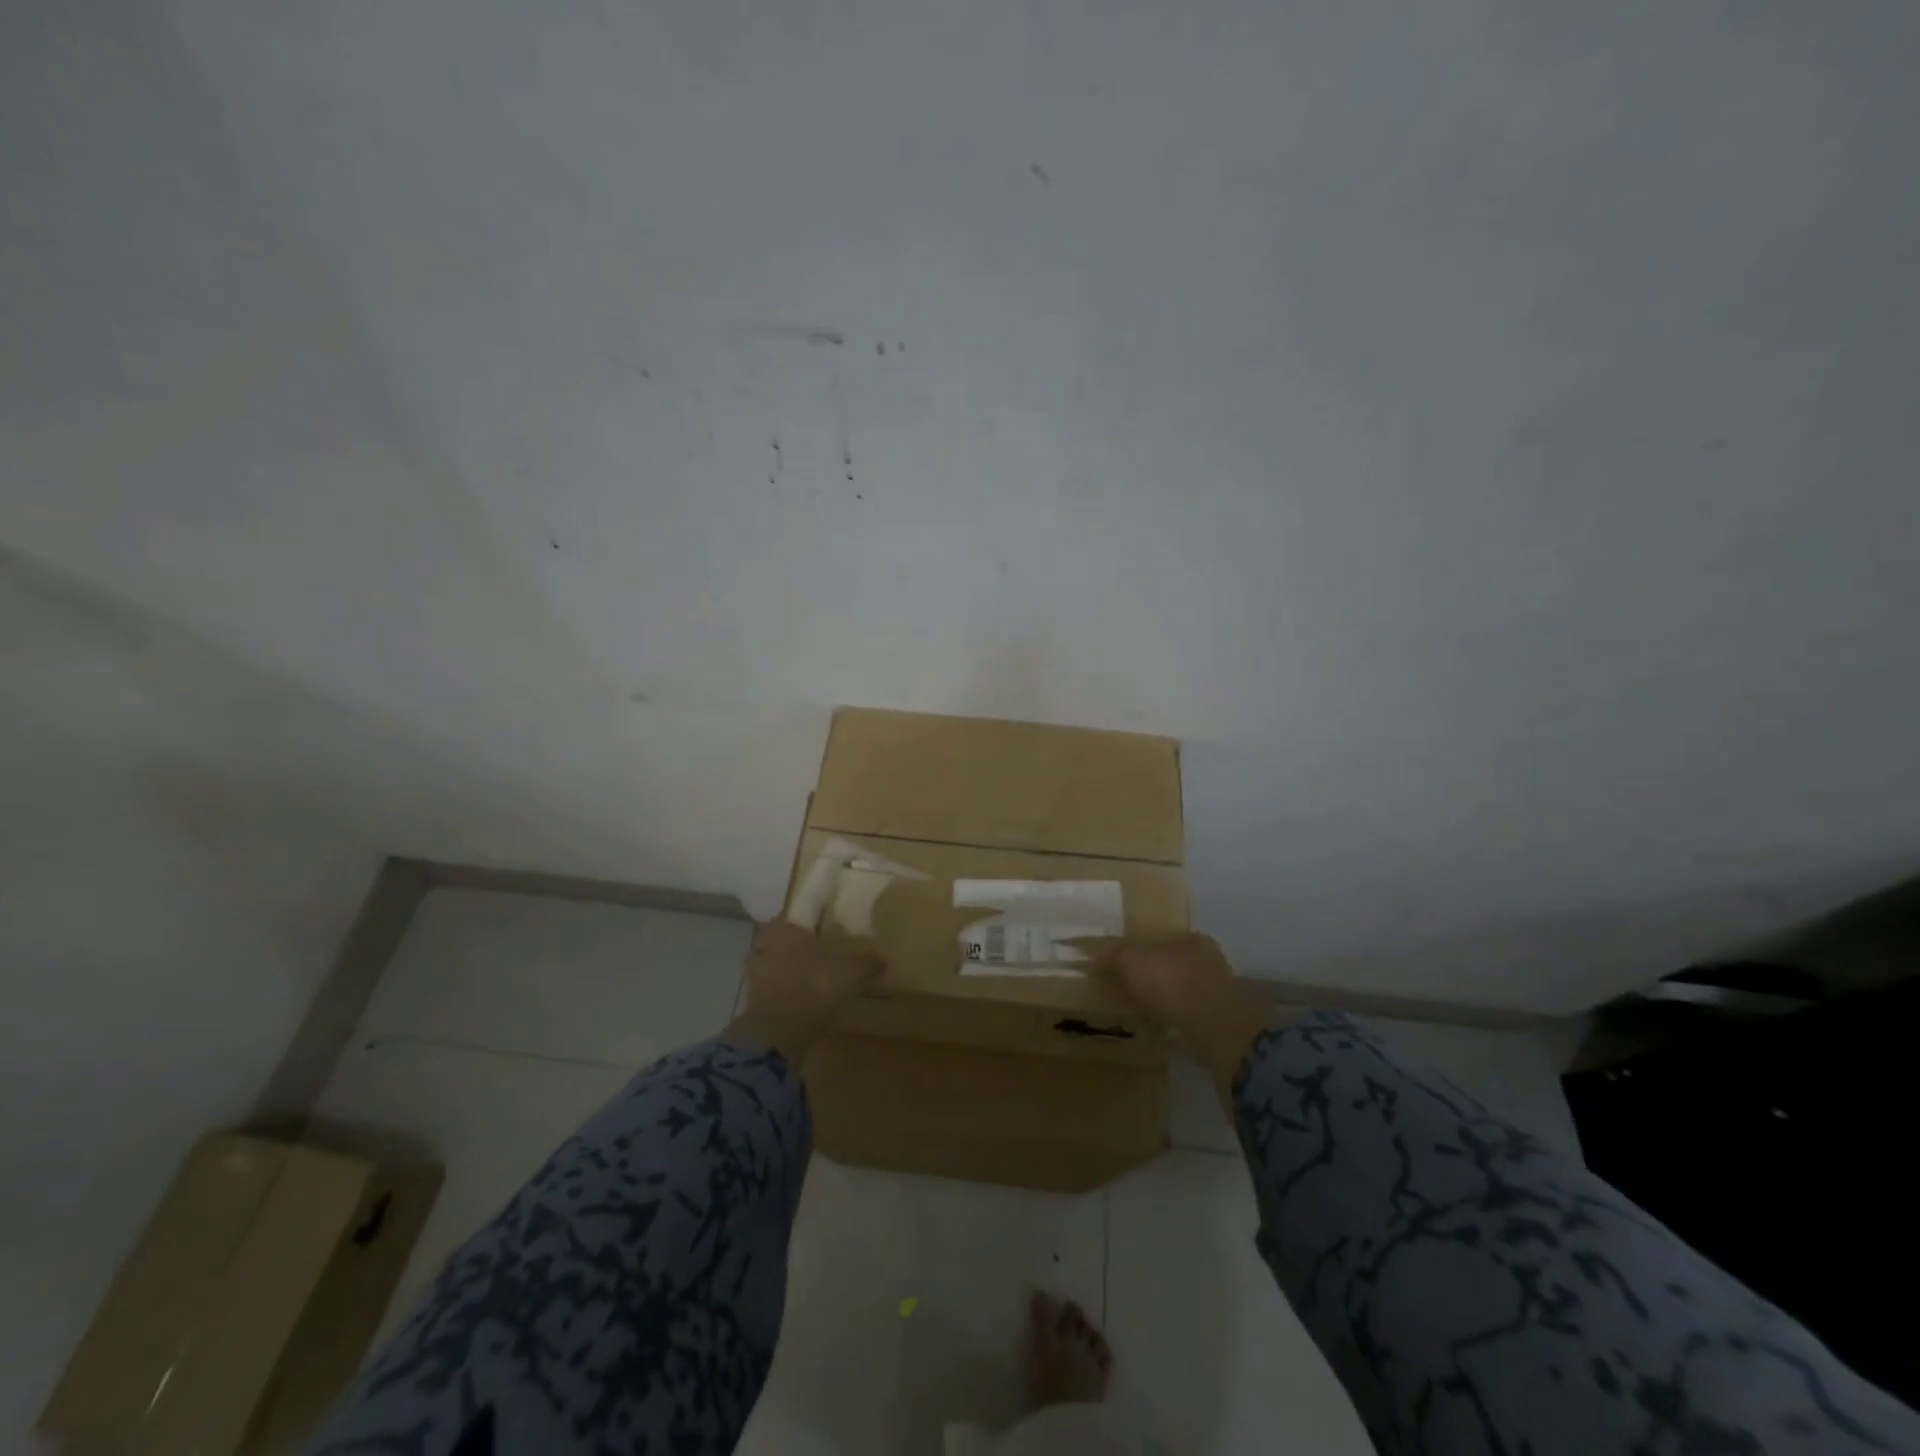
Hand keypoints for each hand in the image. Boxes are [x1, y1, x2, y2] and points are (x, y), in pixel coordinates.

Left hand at [725, 921, 884, 1064]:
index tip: (830, 928)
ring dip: (798, 969)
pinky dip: (792, 990)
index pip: (801, 914)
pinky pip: (779, 987)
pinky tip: (810, 998)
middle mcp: (764, 944)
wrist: (777, 1034)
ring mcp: (756, 973)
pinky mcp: (755, 1000)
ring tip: (821, 977)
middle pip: (790, 940)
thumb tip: (883, 961)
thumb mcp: (850, 972)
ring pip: (782, 963)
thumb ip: (867, 963)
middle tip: (828, 952)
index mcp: (783, 927)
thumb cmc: (813, 987)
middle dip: (806, 946)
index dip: (817, 920)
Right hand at [1092, 933, 1269, 1099]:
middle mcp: (1211, 962)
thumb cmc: (1173, 985)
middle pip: (1173, 965)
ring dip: (1164, 1002)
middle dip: (1153, 977)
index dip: (1143, 950)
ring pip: (1182, 992)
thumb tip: (1092, 949)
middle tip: (1129, 989)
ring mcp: (1219, 994)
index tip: (1126, 965)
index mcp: (1194, 940)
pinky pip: (1189, 1017)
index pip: (1165, 939)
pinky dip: (1174, 1022)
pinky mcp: (1221, 1022)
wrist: (1214, 1031)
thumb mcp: (1132, 962)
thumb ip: (1114, 953)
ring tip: (1141, 1012)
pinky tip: (1159, 1030)